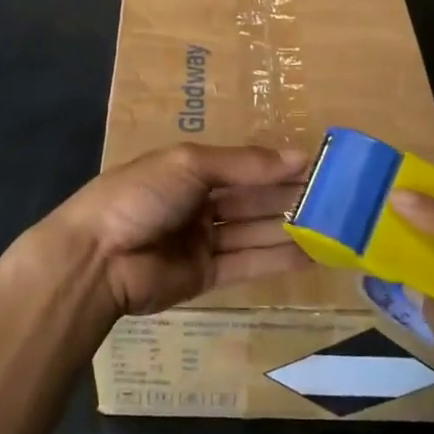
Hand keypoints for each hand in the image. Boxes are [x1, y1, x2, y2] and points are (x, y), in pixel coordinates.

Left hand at [46, 144, 309, 315]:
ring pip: (255, 231)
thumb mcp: (189, 164)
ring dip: (291, 229)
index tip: (319, 166)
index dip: (278, 166)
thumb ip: (244, 164)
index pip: (244, 166)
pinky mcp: (206, 276)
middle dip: (290, 198)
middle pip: (253, 199)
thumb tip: (298, 157)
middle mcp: (199, 203)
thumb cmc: (139, 196)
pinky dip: (279, 259)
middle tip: (337, 199)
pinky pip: (248, 264)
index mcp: (190, 169)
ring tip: (334, 227)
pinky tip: (312, 255)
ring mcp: (203, 241)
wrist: (96, 259)